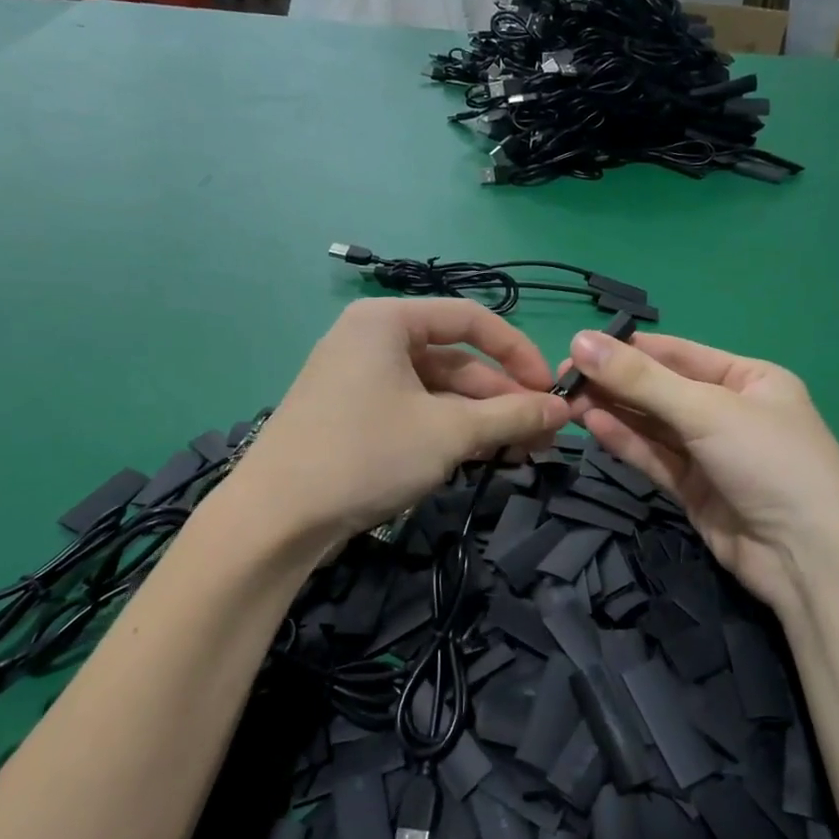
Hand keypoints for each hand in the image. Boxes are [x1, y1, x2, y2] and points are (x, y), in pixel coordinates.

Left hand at [234, 300, 570, 544]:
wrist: (275, 519)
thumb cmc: (366, 455)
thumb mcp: (448, 433)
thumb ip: (511, 415)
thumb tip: (563, 409)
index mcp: (387, 321)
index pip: (470, 319)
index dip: (518, 352)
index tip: (551, 390)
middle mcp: (372, 340)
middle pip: (455, 360)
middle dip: (503, 398)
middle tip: (545, 435)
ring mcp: (360, 380)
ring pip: (437, 392)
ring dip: (482, 420)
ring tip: (524, 453)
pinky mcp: (354, 417)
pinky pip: (415, 412)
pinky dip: (450, 432)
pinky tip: (484, 457)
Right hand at [560, 331, 838, 614]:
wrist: (809, 559)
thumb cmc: (769, 461)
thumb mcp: (706, 409)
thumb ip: (640, 379)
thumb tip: (580, 341)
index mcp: (748, 378)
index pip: (677, 354)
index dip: (627, 350)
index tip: (576, 347)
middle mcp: (730, 411)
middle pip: (661, 390)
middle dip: (615, 383)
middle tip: (561, 380)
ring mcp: (712, 453)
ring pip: (654, 425)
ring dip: (614, 412)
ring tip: (567, 401)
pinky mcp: (695, 490)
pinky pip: (655, 457)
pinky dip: (626, 442)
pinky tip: (593, 426)